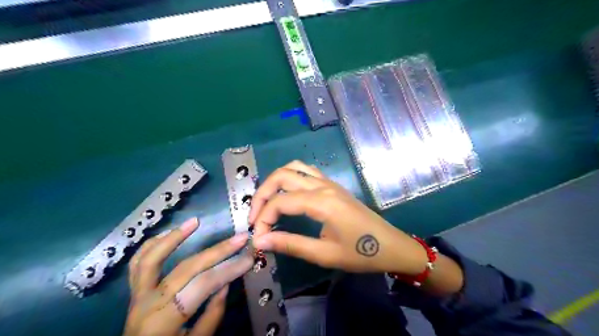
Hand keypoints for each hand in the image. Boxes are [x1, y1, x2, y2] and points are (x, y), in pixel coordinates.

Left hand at [122, 218, 249, 335]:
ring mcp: (136, 295)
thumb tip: (224, 284)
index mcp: (164, 321)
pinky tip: (167, 233)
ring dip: (173, 237)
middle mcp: (148, 303)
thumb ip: (212, 315)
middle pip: (186, 268)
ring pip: (151, 258)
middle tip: (241, 238)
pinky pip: (137, 264)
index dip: (229, 269)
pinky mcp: (133, 292)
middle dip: (218, 251)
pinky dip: (151, 245)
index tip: (250, 257)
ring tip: (195, 221)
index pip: (203, 285)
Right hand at [250, 160, 429, 274]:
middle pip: (282, 176)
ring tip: (267, 202)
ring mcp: (329, 182)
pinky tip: (288, 194)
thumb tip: (260, 241)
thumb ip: (290, 244)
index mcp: (321, 202)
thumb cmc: (360, 253)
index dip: (263, 219)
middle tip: (255, 216)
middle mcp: (323, 185)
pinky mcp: (333, 185)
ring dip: (275, 181)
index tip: (258, 238)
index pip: (280, 202)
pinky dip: (290, 177)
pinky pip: (306, 171)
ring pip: (294, 167)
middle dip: (262, 194)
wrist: (391, 246)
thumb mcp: (324, 254)